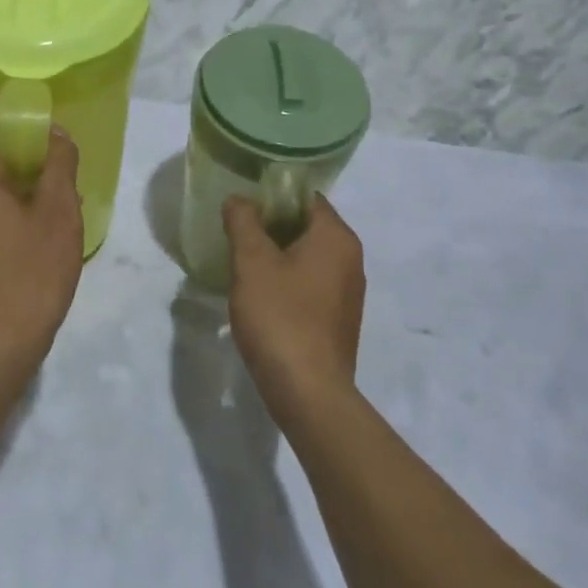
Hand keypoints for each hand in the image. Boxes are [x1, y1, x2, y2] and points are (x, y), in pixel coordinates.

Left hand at [0, 115, 84, 359]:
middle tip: (66, 179)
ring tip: (59, 209)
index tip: (60, 141)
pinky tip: (38, 233)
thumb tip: (55, 135)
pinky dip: (8, 211)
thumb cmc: (30, 274)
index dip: (31, 124)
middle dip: (31, 160)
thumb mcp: (58, 213)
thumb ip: (59, 162)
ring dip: (23, 189)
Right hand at [222, 194, 366, 422]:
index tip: (243, 205)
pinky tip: (261, 297)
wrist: (308, 392)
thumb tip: (239, 199)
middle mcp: (351, 259)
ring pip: (308, 257)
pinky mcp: (339, 320)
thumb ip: (243, 222)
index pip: (306, 198)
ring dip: (278, 256)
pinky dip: (288, 282)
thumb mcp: (252, 262)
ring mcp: (348, 292)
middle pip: (308, 226)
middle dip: (272, 226)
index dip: (273, 196)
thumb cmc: (280, 317)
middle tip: (236, 233)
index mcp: (337, 237)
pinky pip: (311, 285)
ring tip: (243, 264)